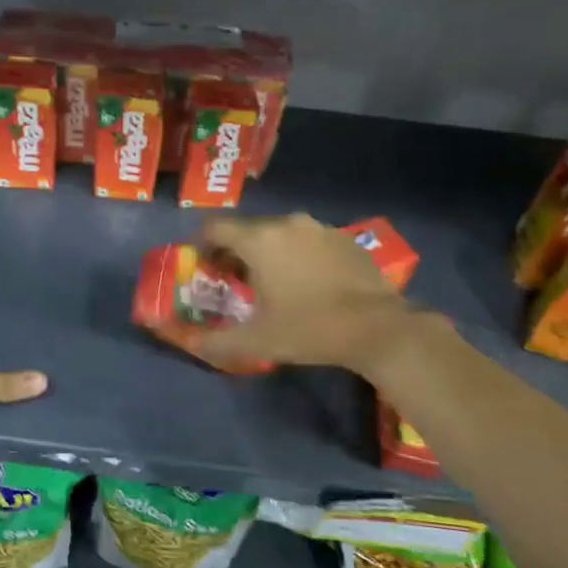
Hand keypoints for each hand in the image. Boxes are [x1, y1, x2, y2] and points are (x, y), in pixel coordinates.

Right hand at [193, 214, 418, 374]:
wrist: (378, 328)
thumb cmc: (310, 329)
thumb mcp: (256, 342)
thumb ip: (215, 342)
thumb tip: (189, 343)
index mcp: (259, 240)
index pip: (215, 228)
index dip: (202, 245)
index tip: (203, 268)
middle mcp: (287, 224)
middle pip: (248, 231)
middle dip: (235, 253)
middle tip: (234, 283)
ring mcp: (319, 228)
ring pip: (280, 235)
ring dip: (268, 253)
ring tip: (272, 285)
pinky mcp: (344, 239)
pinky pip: (308, 241)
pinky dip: (297, 255)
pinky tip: (307, 284)